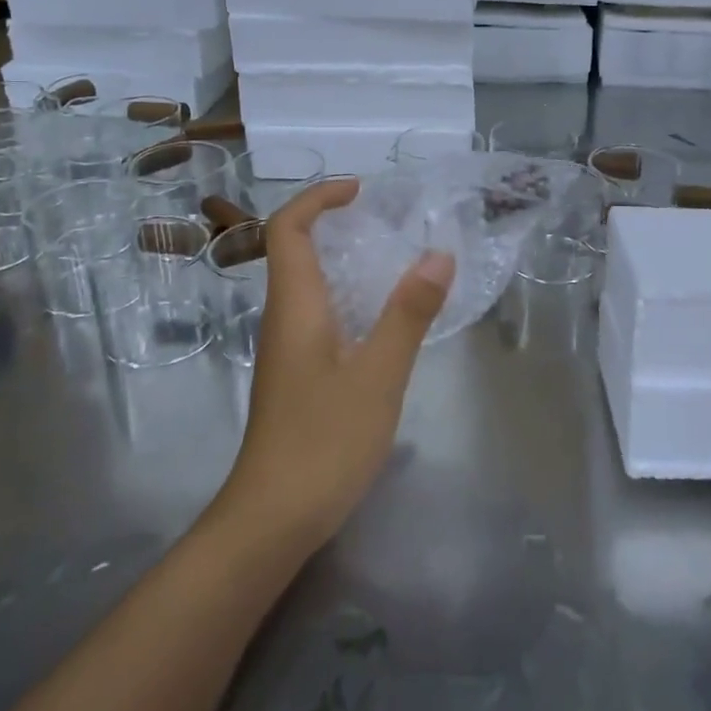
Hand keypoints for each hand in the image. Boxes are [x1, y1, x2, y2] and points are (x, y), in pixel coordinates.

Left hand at [213, 178, 453, 558]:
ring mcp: (286, 349)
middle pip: (294, 250)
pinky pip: (317, 313)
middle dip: (333, 223)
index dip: (318, 199)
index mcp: (295, 306)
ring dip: (341, 259)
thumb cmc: (324, 441)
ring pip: (306, 284)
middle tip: (386, 220)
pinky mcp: (296, 374)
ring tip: (393, 258)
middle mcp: (283, 318)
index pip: (288, 229)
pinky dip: (346, 295)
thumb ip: (409, 313)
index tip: (361, 191)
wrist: (272, 519)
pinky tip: (381, 318)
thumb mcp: (379, 374)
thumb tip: (438, 254)